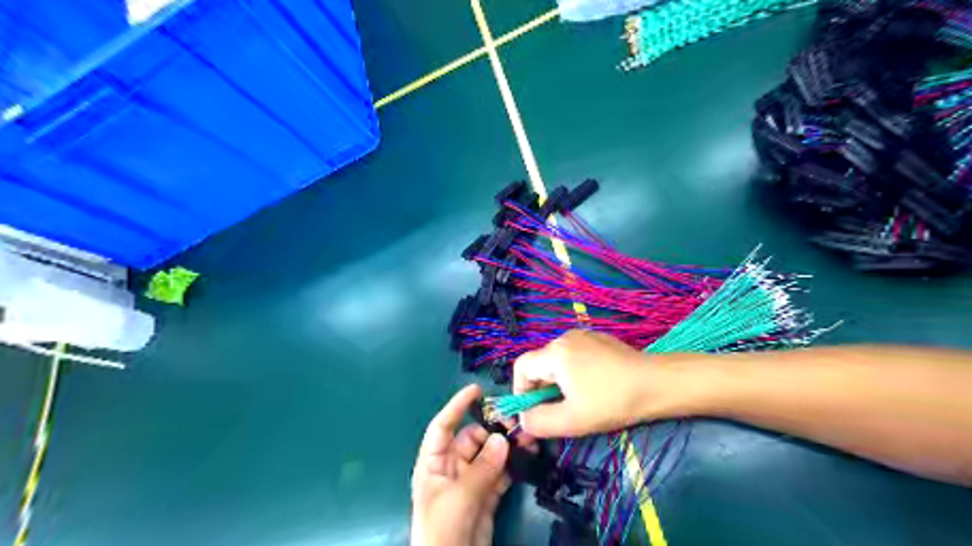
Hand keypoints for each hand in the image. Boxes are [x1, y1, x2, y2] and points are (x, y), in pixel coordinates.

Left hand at [410, 384, 511, 545]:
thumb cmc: (442, 531)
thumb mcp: (459, 498)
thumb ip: (482, 468)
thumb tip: (503, 439)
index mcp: (433, 464)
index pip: (442, 427)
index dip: (457, 407)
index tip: (476, 390)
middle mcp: (451, 469)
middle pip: (472, 439)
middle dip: (493, 430)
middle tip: (517, 424)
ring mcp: (470, 483)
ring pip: (489, 455)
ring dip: (507, 446)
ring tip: (528, 438)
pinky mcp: (486, 496)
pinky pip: (500, 473)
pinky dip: (512, 465)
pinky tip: (527, 456)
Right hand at [511, 327, 655, 438]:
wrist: (657, 384)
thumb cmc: (612, 402)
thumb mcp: (572, 420)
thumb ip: (539, 422)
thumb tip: (522, 420)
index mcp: (555, 352)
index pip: (521, 367)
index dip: (520, 391)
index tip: (533, 413)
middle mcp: (565, 338)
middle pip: (540, 364)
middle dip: (542, 391)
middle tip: (558, 413)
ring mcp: (583, 336)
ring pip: (557, 362)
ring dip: (558, 384)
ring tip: (577, 403)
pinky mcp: (599, 340)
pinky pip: (574, 357)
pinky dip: (573, 374)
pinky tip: (593, 389)